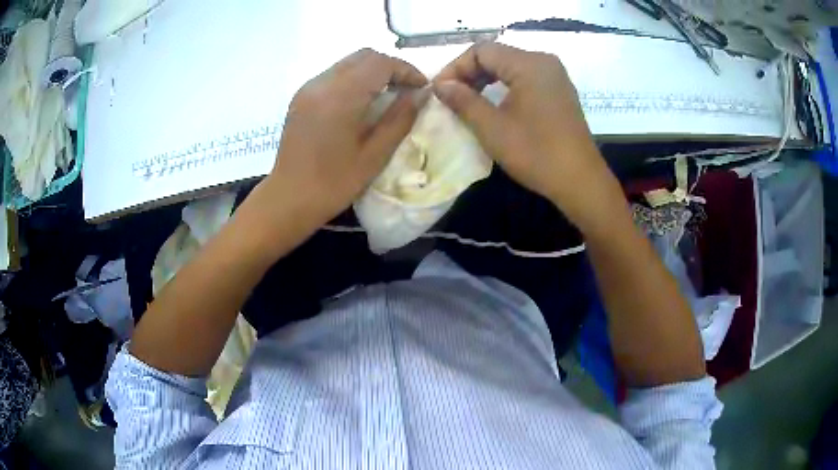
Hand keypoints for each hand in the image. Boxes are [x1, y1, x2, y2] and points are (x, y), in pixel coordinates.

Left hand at [263, 48, 426, 226]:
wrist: (288, 199)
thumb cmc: (333, 184)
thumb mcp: (374, 156)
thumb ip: (400, 119)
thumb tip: (421, 95)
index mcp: (340, 97)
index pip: (380, 63)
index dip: (406, 70)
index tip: (422, 88)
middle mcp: (322, 83)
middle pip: (364, 56)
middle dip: (390, 67)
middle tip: (406, 90)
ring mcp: (308, 88)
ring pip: (348, 63)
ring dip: (372, 71)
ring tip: (388, 94)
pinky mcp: (301, 96)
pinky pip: (334, 74)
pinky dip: (354, 79)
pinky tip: (361, 101)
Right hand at [433, 43, 623, 234]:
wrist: (580, 181)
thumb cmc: (536, 153)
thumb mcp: (492, 127)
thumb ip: (463, 100)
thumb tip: (440, 84)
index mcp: (529, 64)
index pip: (481, 50)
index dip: (455, 67)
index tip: (439, 91)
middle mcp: (544, 61)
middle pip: (496, 55)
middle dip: (469, 73)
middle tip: (450, 97)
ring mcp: (554, 76)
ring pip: (510, 66)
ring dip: (485, 80)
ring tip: (467, 101)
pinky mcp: (559, 91)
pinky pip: (525, 78)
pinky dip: (504, 86)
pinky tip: (494, 104)